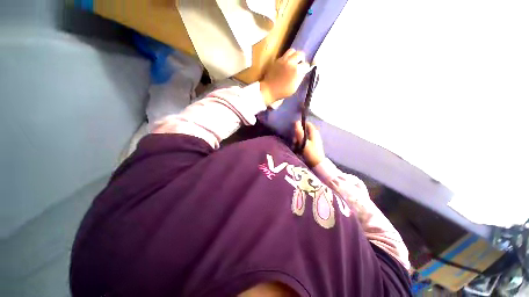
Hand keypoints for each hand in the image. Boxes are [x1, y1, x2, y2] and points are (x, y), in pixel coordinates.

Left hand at [260, 49, 310, 105]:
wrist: (269, 89)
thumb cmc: (282, 91)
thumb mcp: (294, 88)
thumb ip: (300, 78)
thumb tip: (303, 72)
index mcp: (296, 70)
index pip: (306, 65)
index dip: (306, 68)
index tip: (304, 71)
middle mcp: (291, 62)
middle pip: (300, 54)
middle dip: (302, 59)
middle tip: (300, 64)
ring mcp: (283, 60)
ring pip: (292, 51)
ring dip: (294, 55)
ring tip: (293, 62)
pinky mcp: (277, 60)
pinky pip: (284, 55)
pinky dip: (287, 57)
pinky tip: (286, 64)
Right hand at [294, 121, 324, 166]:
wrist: (317, 165)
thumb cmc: (310, 152)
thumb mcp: (303, 142)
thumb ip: (299, 132)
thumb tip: (297, 122)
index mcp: (314, 133)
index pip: (308, 124)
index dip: (301, 125)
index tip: (295, 128)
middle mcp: (315, 135)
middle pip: (305, 131)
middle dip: (298, 134)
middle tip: (294, 140)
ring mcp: (314, 141)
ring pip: (304, 137)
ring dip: (298, 140)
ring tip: (295, 146)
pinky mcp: (313, 147)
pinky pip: (305, 142)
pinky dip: (301, 144)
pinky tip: (298, 149)